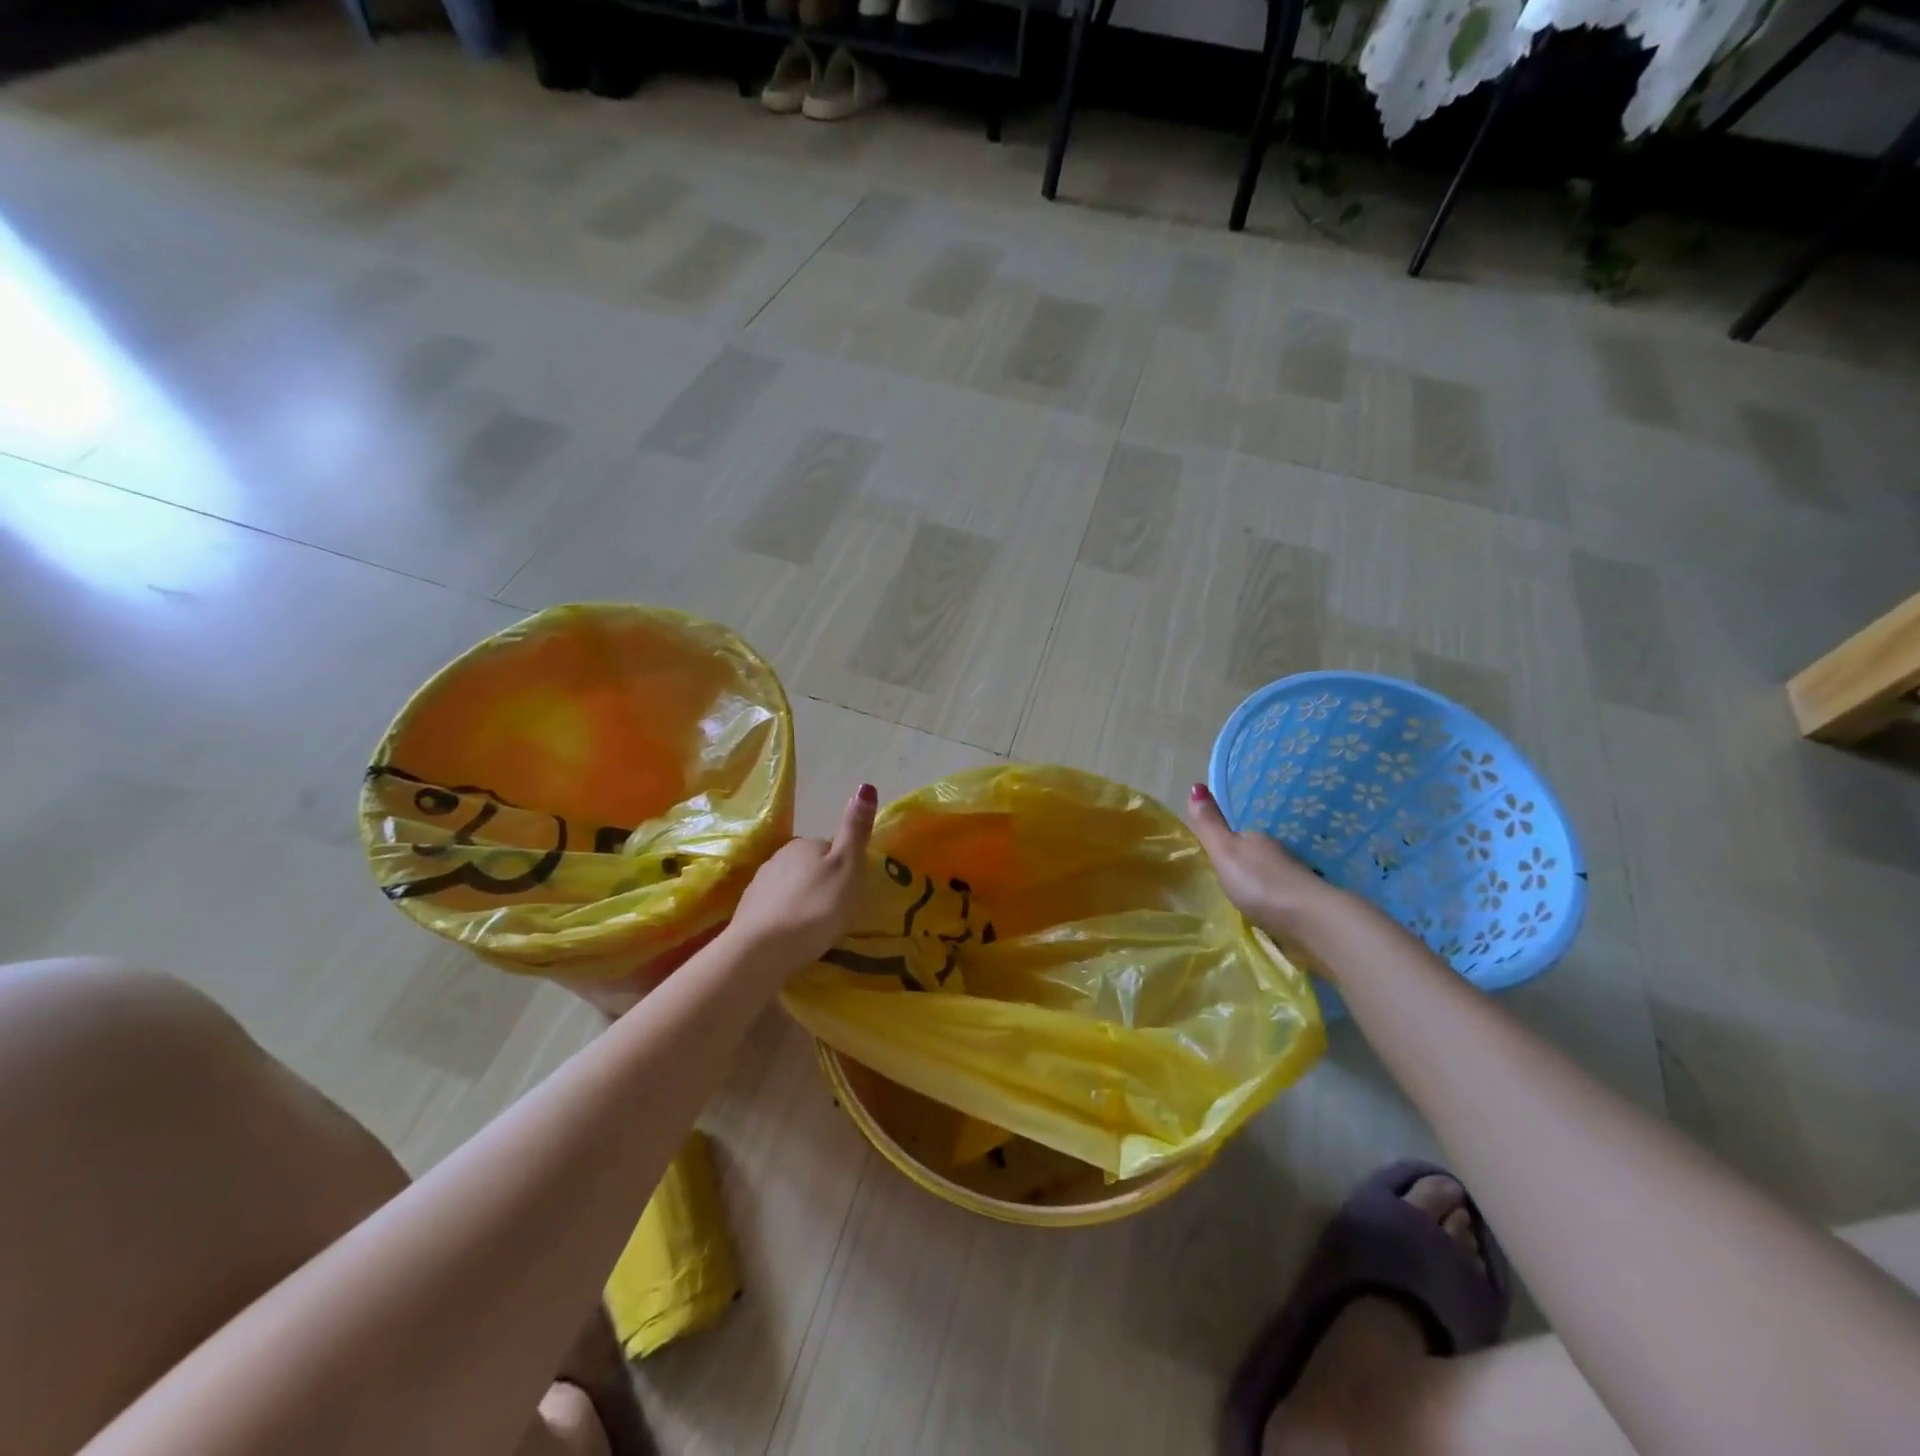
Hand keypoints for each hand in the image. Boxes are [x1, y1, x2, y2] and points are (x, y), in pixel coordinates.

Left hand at [726, 784, 877, 979]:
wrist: (762, 950)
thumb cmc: (815, 907)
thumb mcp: (847, 866)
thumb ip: (855, 829)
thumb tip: (866, 785)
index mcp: (804, 843)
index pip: (830, 847)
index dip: (844, 866)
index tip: (851, 889)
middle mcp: (778, 857)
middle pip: (809, 866)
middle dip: (822, 882)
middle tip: (837, 910)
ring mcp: (759, 884)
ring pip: (791, 887)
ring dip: (803, 900)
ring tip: (816, 927)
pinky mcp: (748, 912)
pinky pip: (775, 908)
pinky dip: (786, 917)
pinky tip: (793, 936)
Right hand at [1185, 783, 1347, 937]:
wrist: (1312, 918)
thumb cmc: (1260, 884)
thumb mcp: (1225, 852)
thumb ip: (1209, 825)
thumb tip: (1196, 785)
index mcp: (1256, 839)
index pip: (1237, 836)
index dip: (1224, 845)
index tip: (1213, 861)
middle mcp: (1278, 853)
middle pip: (1255, 855)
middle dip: (1242, 866)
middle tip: (1225, 885)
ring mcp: (1296, 876)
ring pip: (1271, 875)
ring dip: (1259, 884)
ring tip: (1245, 901)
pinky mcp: (1307, 902)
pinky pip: (1283, 896)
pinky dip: (1274, 901)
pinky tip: (1269, 913)